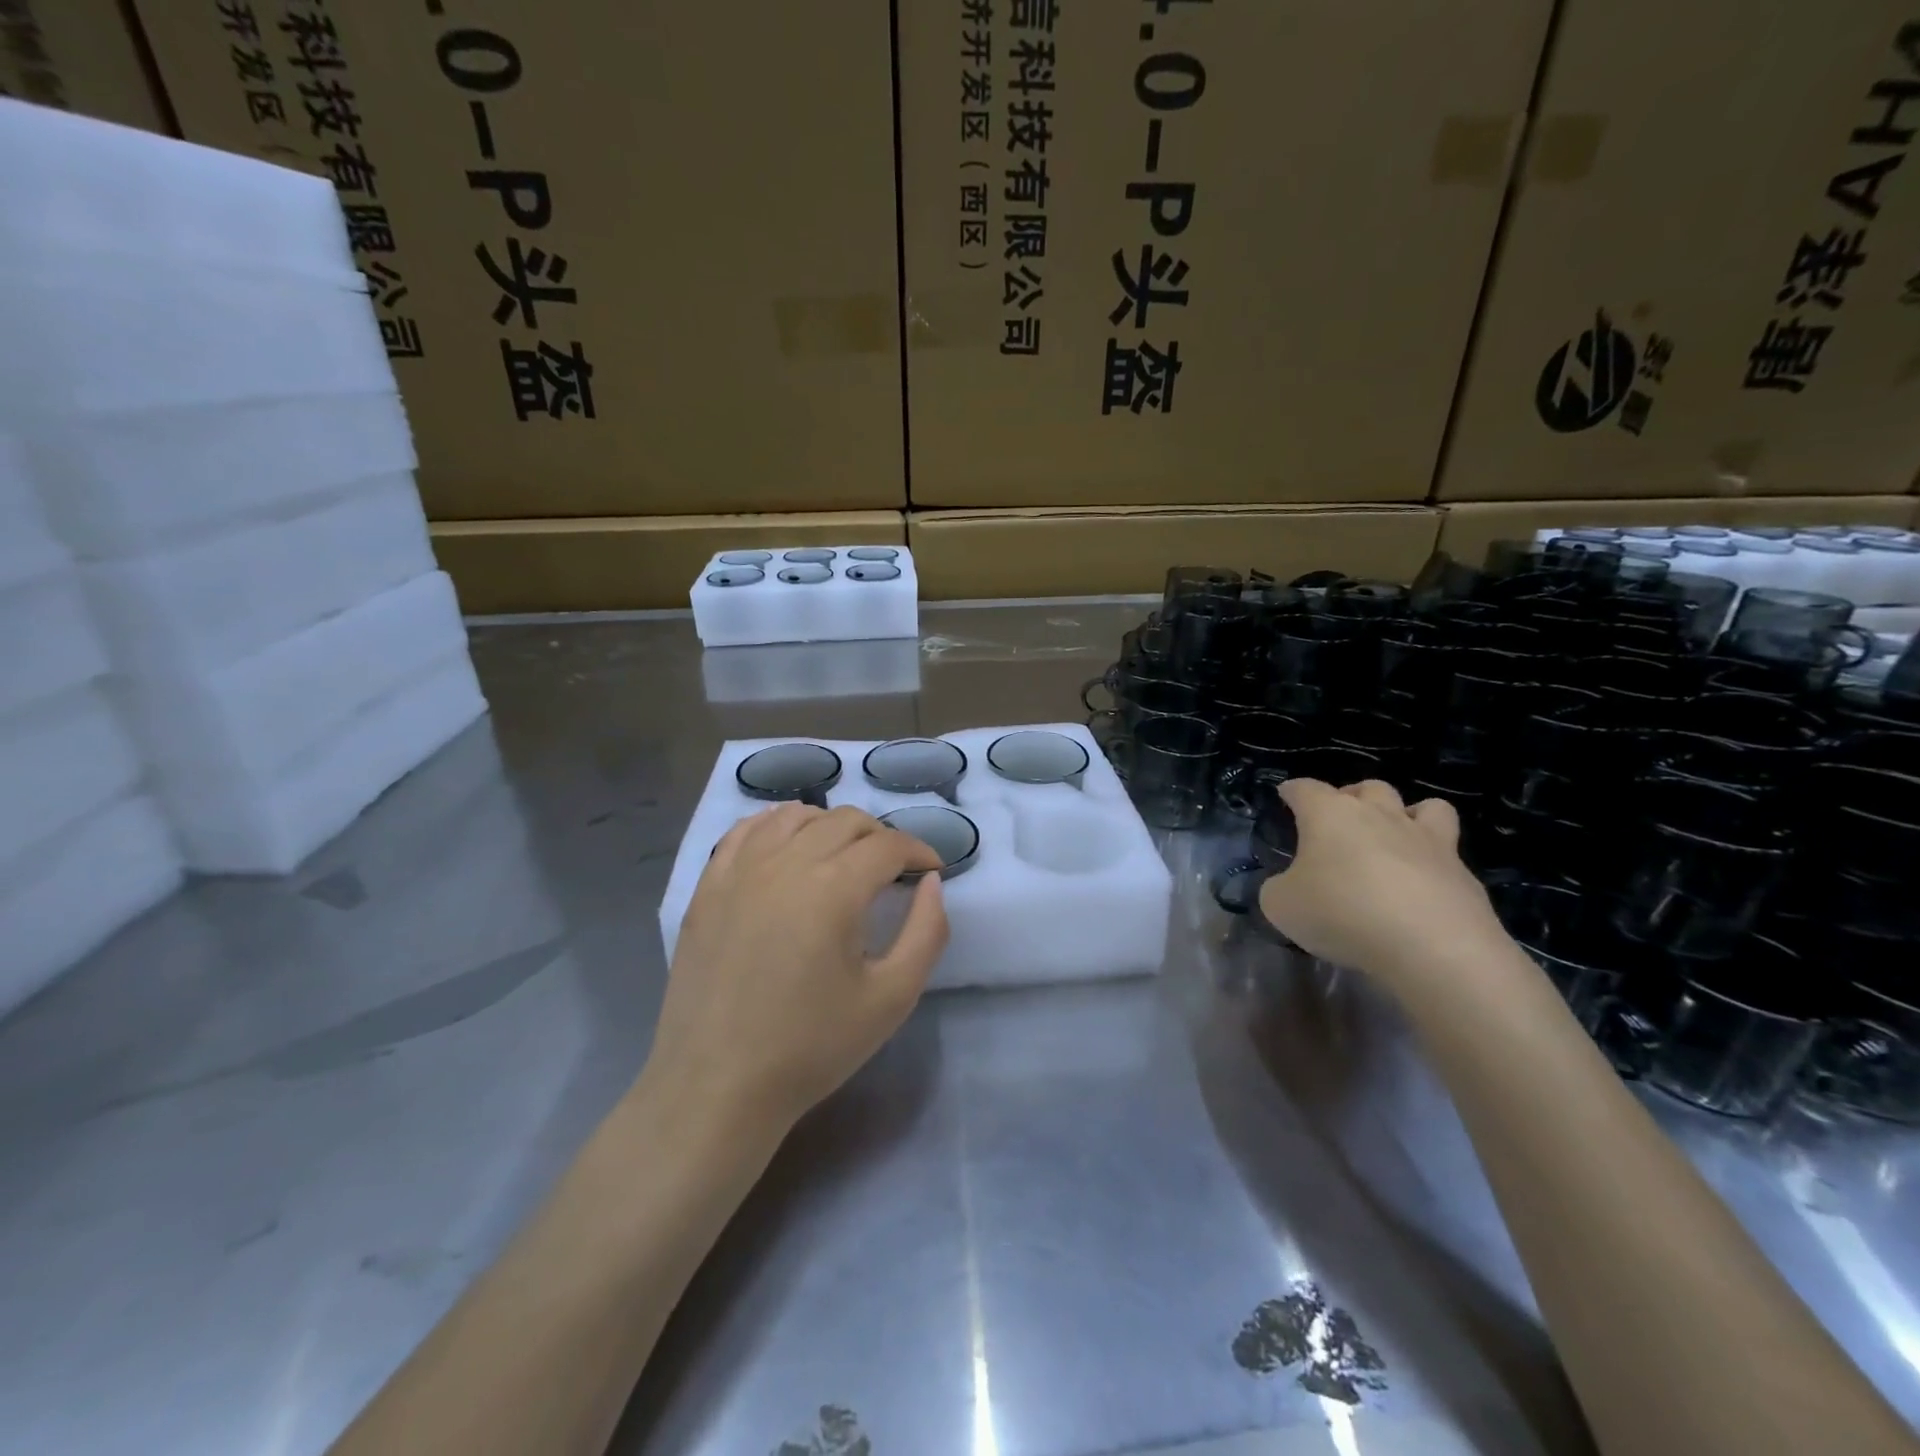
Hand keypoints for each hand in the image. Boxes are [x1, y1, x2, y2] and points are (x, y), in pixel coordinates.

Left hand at [646, 803, 948, 1134]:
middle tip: (893, 870)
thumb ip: (927, 932)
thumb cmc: (811, 1047)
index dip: (918, 851)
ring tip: (844, 857)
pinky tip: (789, 845)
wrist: (717, 1086)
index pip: (887, 845)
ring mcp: (739, 870)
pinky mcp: (708, 886)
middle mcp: (784, 863)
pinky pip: (747, 831)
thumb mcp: (892, 998)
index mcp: (832, 889)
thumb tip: (931, 882)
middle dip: (881, 837)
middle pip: (845, 822)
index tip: (931, 870)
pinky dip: (777, 825)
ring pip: (796, 816)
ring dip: (831, 827)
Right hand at [1257, 779, 1506, 992]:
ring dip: (1407, 814)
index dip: (1292, 791)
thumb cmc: (1341, 913)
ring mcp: (1427, 840)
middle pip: (1368, 787)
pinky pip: (1449, 851)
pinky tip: (1421, 884)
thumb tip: (1289, 886)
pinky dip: (1434, 860)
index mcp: (1329, 814)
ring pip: (1425, 806)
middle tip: (1340, 822)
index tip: (1286, 796)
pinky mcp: (1462, 872)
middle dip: (1353, 797)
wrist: (1432, 946)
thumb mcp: (1281, 906)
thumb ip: (1278, 888)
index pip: (1305, 788)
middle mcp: (1379, 815)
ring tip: (1395, 838)